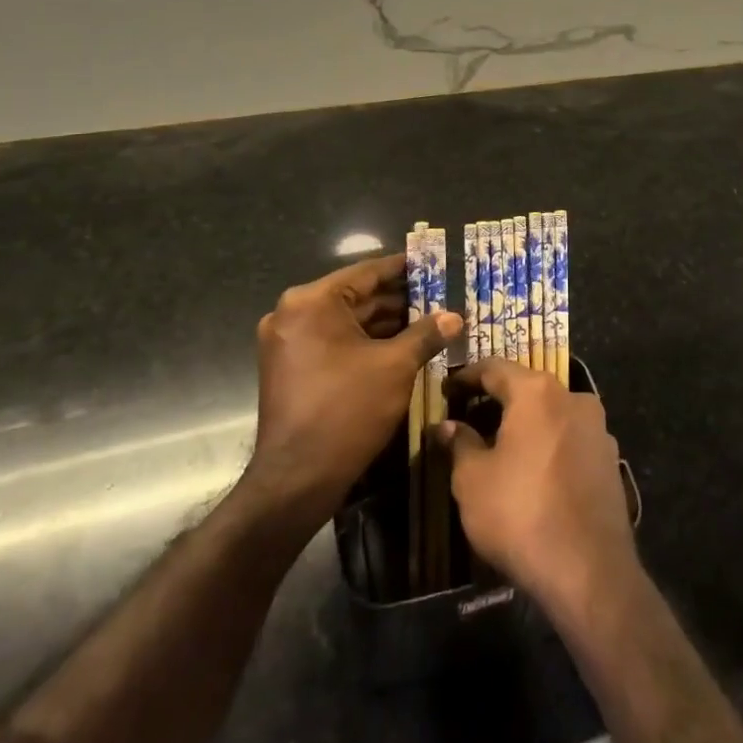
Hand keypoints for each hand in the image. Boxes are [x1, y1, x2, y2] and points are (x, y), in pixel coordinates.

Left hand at [244, 254, 459, 527]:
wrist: (297, 479)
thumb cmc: (347, 411)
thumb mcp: (396, 367)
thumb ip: (426, 334)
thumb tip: (454, 316)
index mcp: (312, 302)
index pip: (366, 273)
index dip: (403, 269)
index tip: (432, 264)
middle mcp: (293, 313)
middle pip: (355, 296)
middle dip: (397, 300)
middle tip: (438, 296)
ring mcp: (287, 342)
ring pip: (345, 321)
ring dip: (383, 322)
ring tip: (427, 321)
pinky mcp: (290, 367)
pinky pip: (333, 341)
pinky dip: (364, 342)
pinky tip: (400, 346)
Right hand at [436, 360, 638, 620]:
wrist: (589, 570)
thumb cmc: (520, 514)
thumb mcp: (473, 480)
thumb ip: (459, 444)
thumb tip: (447, 425)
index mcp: (537, 392)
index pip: (494, 368)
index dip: (466, 377)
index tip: (446, 390)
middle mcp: (573, 398)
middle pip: (526, 388)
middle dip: (496, 400)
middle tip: (468, 417)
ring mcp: (598, 429)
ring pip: (551, 414)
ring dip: (525, 424)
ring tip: (498, 445)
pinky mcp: (610, 459)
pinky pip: (570, 439)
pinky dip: (547, 445)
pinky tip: (532, 471)